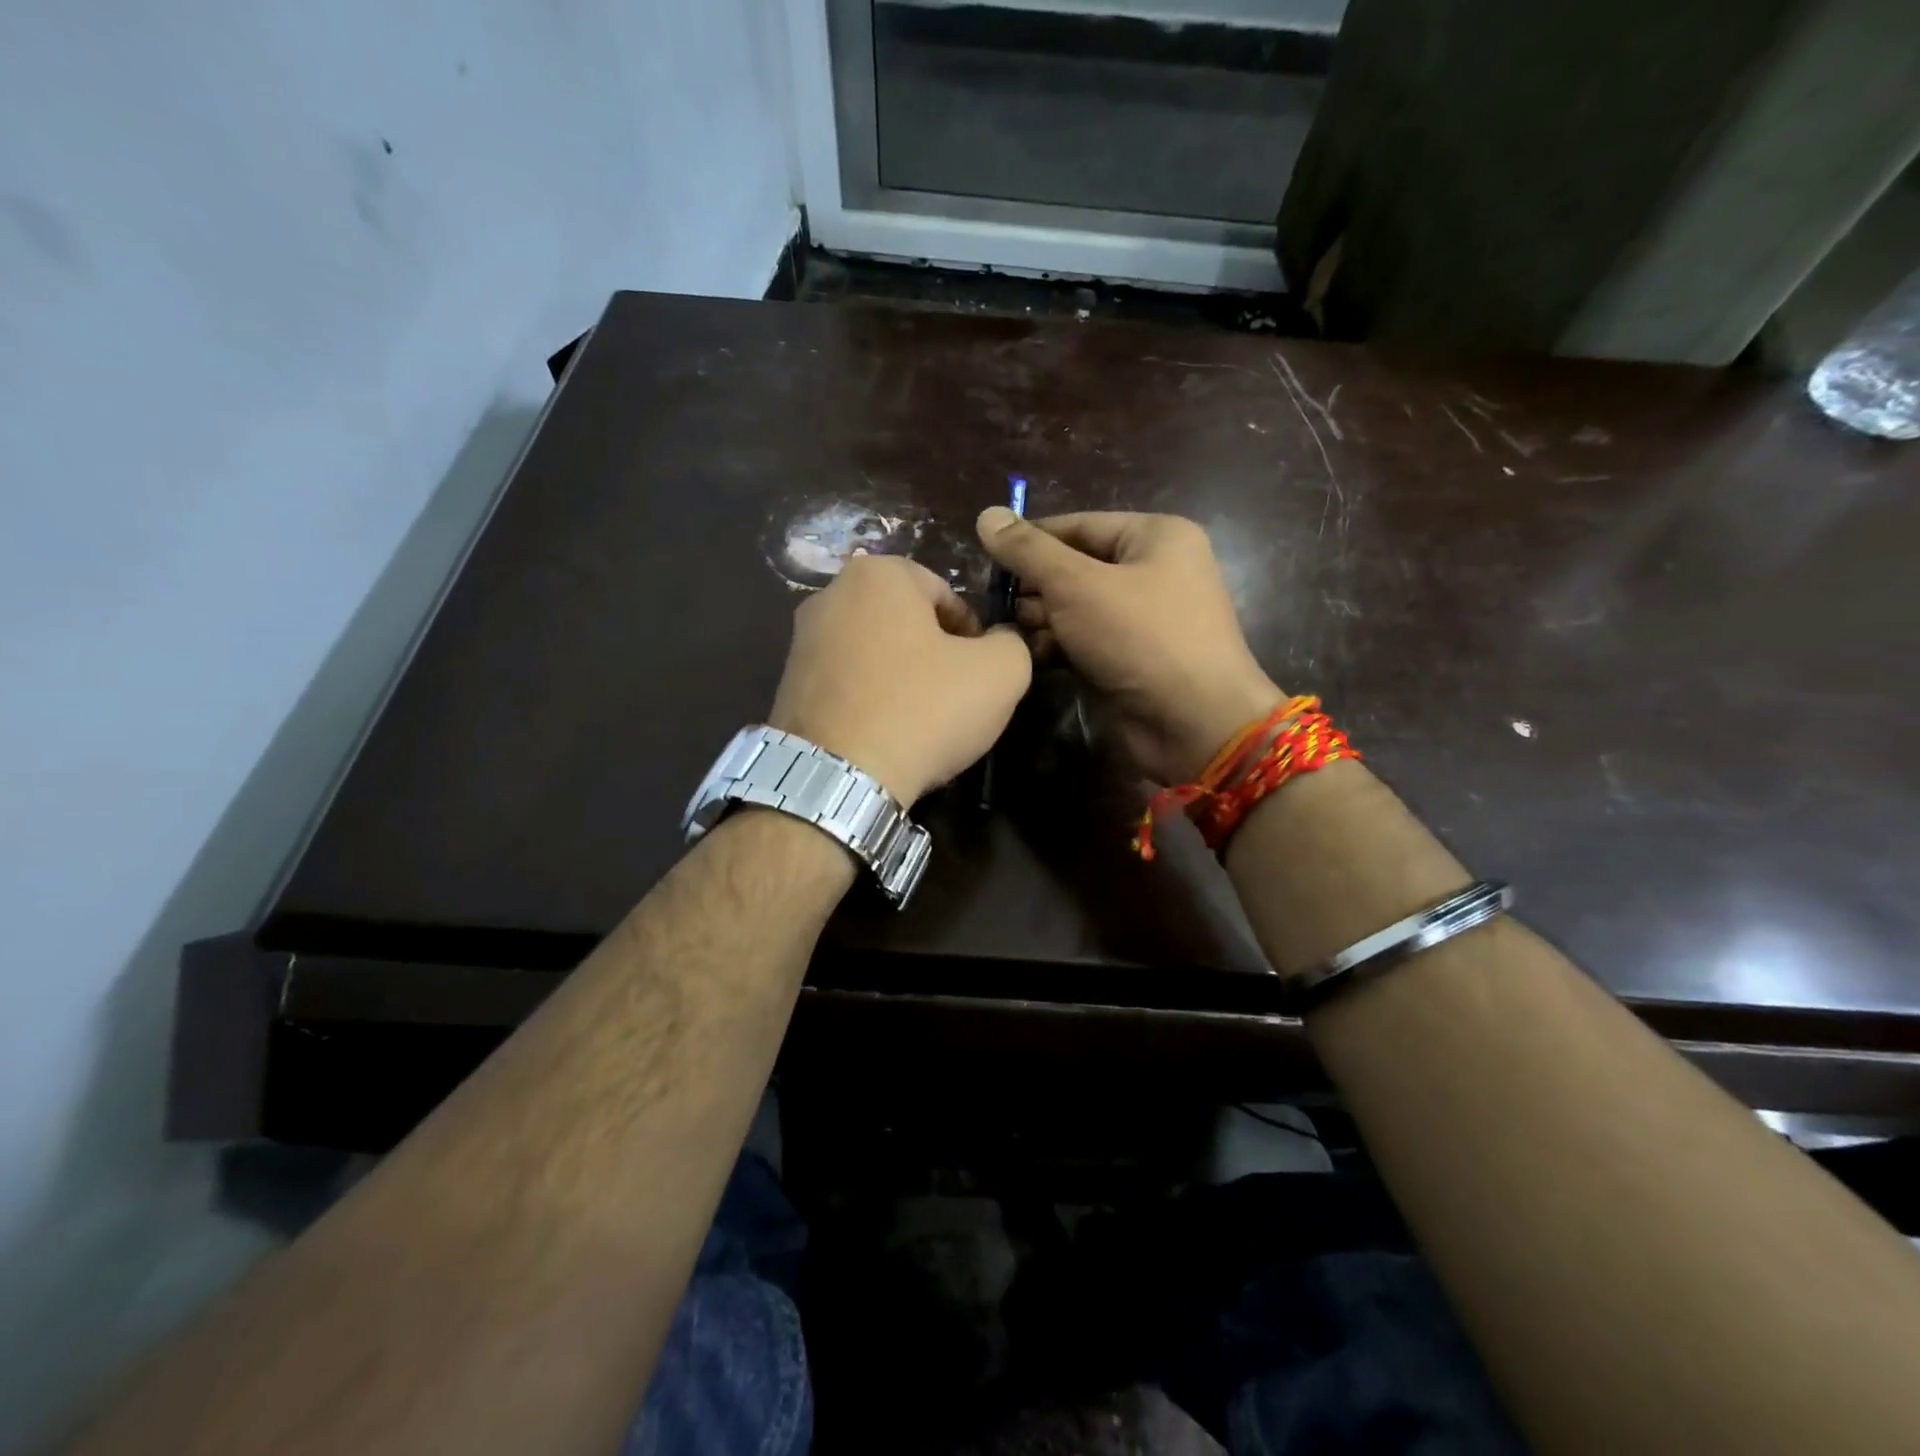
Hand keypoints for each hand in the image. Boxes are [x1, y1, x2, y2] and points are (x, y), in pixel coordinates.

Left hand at [767, 553, 1032, 806]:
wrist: (838, 776)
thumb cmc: (923, 709)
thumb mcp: (1000, 672)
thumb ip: (1011, 644)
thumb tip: (998, 643)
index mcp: (878, 574)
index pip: (946, 594)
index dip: (974, 634)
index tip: (981, 673)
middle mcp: (829, 595)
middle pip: (906, 622)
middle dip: (935, 654)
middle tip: (955, 697)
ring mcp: (800, 642)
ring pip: (875, 654)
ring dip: (902, 679)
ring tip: (921, 722)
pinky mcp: (786, 686)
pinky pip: (847, 685)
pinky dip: (870, 702)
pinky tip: (886, 735)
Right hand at [977, 509, 1282, 783]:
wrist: (1193, 723)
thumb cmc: (1140, 637)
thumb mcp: (1077, 585)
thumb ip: (1029, 551)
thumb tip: (986, 515)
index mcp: (1155, 536)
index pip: (1078, 525)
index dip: (1030, 540)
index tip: (986, 557)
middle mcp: (1153, 571)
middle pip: (1075, 567)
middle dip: (1035, 587)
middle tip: (997, 605)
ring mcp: (1144, 618)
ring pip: (1077, 607)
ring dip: (1042, 619)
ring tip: (1012, 633)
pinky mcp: (1132, 658)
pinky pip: (1086, 640)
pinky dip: (1059, 646)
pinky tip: (1031, 655)